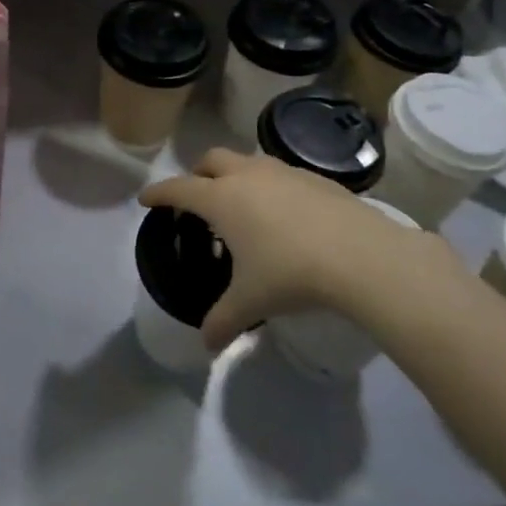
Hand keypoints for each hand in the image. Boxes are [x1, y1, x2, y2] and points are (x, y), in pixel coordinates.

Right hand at [141, 149, 464, 350]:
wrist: (359, 255)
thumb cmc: (290, 273)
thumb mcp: (251, 301)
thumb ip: (222, 321)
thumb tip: (207, 345)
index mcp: (221, 198)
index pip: (179, 188)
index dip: (159, 193)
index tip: (146, 198)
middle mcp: (247, 176)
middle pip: (211, 159)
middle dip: (198, 173)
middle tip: (197, 196)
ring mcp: (282, 172)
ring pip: (247, 161)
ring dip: (235, 174)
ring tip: (242, 203)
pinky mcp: (314, 177)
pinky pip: (280, 173)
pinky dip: (270, 185)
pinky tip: (284, 212)